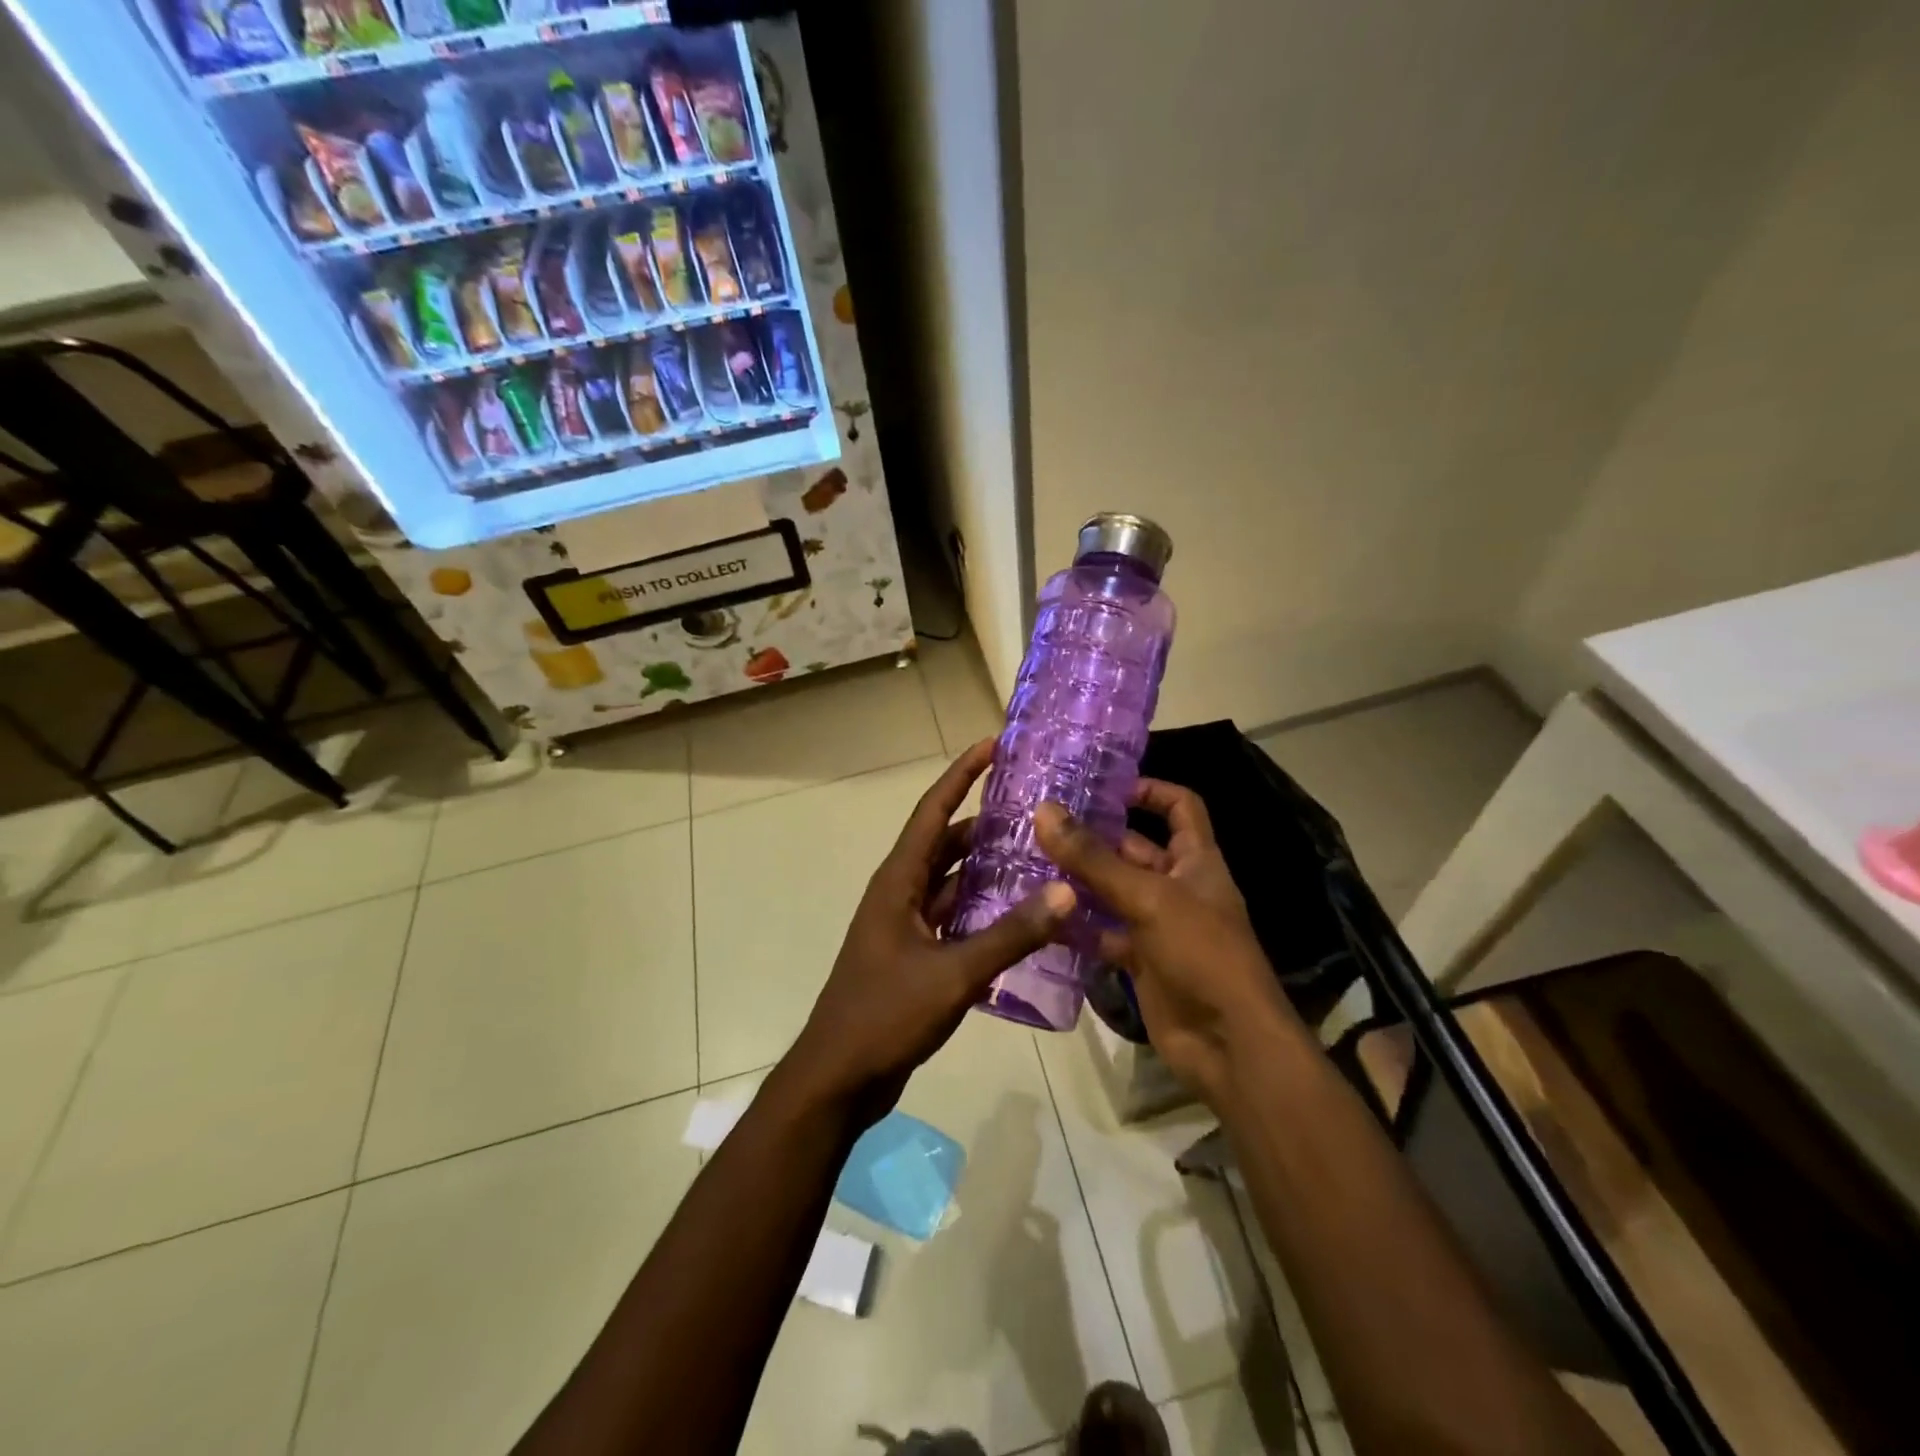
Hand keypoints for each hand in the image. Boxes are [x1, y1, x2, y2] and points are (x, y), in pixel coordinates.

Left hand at [785, 740, 1075, 1121]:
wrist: (839, 1077)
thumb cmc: (885, 1014)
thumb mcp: (953, 973)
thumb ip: (1011, 934)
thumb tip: (1064, 891)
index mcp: (899, 881)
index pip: (933, 811)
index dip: (961, 774)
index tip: (993, 745)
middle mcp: (901, 893)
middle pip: (946, 843)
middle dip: (984, 821)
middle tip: (1034, 806)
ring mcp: (907, 926)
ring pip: (953, 882)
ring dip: (987, 867)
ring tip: (1037, 852)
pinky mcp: (916, 955)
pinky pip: (955, 918)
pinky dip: (984, 910)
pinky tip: (1021, 914)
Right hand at [1034, 782, 1298, 1102]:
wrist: (1228, 1045)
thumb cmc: (1202, 953)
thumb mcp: (1148, 898)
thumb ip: (1094, 859)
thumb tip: (1044, 811)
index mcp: (1196, 860)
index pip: (1179, 806)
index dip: (1148, 789)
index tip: (1102, 785)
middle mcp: (1177, 886)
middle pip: (1134, 849)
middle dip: (1094, 836)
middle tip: (1040, 823)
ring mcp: (1158, 925)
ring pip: (1113, 892)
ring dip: (1078, 880)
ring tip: (1027, 862)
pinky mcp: (1140, 960)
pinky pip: (1103, 934)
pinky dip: (1077, 927)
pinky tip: (1040, 915)